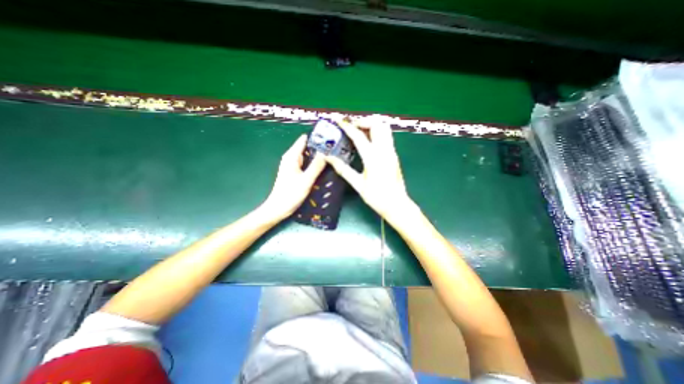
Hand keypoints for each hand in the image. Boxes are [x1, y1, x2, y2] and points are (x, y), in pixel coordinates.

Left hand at [262, 135, 327, 219]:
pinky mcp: (295, 173)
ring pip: (308, 157)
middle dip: (319, 148)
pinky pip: (306, 164)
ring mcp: (293, 166)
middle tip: (335, 149)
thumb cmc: (290, 194)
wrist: (278, 208)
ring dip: (318, 157)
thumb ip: (316, 166)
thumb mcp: (306, 180)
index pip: (304, 139)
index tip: (330, 138)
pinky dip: (314, 164)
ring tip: (332, 157)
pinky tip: (324, 167)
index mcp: (292, 156)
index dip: (317, 138)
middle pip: (307, 147)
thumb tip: (326, 153)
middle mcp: (291, 158)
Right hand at [327, 119, 416, 221]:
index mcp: (373, 158)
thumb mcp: (358, 184)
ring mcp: (391, 151)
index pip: (359, 136)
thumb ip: (343, 169)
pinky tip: (368, 141)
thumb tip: (329, 158)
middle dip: (363, 121)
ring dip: (372, 125)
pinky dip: (377, 132)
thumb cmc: (376, 197)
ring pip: (384, 128)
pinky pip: (386, 136)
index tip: (339, 121)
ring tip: (359, 131)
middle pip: (377, 125)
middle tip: (351, 127)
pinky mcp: (394, 155)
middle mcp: (384, 150)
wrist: (397, 204)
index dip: (347, 127)